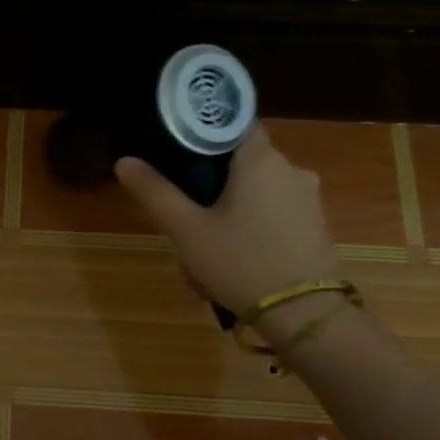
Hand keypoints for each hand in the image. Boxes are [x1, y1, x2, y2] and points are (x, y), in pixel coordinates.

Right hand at [115, 124, 338, 340]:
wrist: (305, 314)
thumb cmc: (240, 262)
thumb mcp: (187, 230)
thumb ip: (155, 192)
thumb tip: (124, 161)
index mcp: (260, 160)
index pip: (233, 124)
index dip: (204, 134)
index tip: (178, 153)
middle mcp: (291, 170)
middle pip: (241, 164)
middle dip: (211, 188)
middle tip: (184, 219)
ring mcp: (308, 200)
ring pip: (256, 194)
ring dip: (229, 215)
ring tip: (204, 254)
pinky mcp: (315, 227)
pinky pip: (273, 217)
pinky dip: (251, 231)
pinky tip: (233, 264)